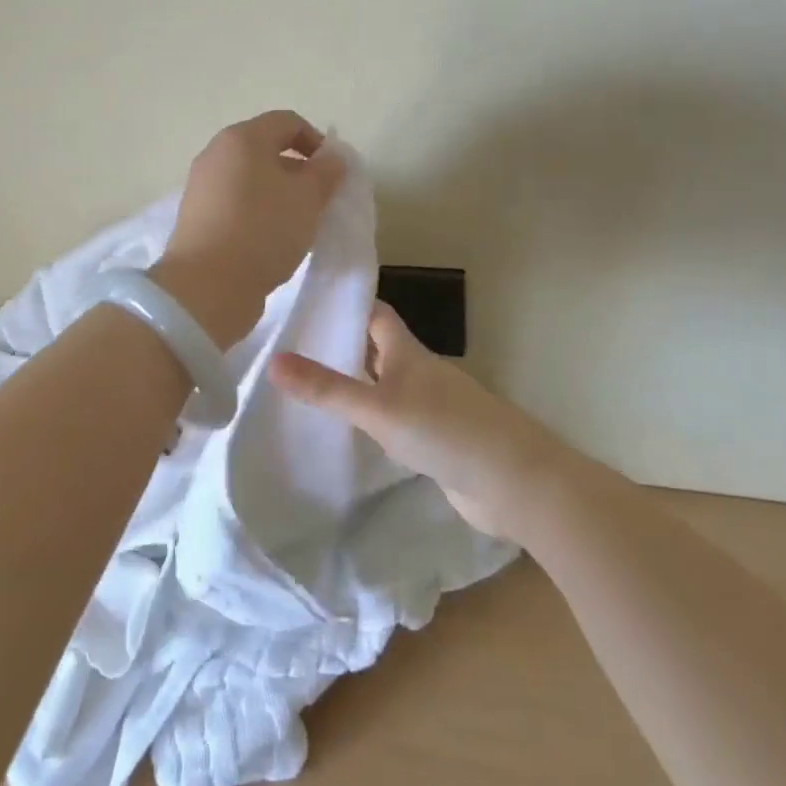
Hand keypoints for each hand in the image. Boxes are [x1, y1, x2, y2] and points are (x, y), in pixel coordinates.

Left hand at [151, 110, 346, 349]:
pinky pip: (236, 202)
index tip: (333, 173)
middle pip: (265, 149)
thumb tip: (332, 158)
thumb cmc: (264, 230)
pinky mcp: (196, 216)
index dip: (317, 141)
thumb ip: (326, 172)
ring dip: (278, 193)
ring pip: (250, 178)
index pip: (288, 122)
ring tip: (297, 223)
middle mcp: (217, 153)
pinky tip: (270, 240)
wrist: (207, 286)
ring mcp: (202, 185)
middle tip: (318, 200)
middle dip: (297, 170)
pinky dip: (257, 212)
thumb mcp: (308, 199)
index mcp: (242, 138)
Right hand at [269, 302, 568, 539]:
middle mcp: (418, 371)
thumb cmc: (444, 429)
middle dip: (342, 345)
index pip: (374, 313)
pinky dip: (371, 419)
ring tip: (307, 388)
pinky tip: (347, 433)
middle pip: (377, 348)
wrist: (512, 482)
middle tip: (292, 348)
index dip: (346, 304)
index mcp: (407, 351)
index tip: (307, 303)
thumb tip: (272, 361)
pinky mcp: (435, 440)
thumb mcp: (378, 408)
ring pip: (384, 385)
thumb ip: (327, 388)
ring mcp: (429, 406)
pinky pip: (394, 419)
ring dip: (355, 384)